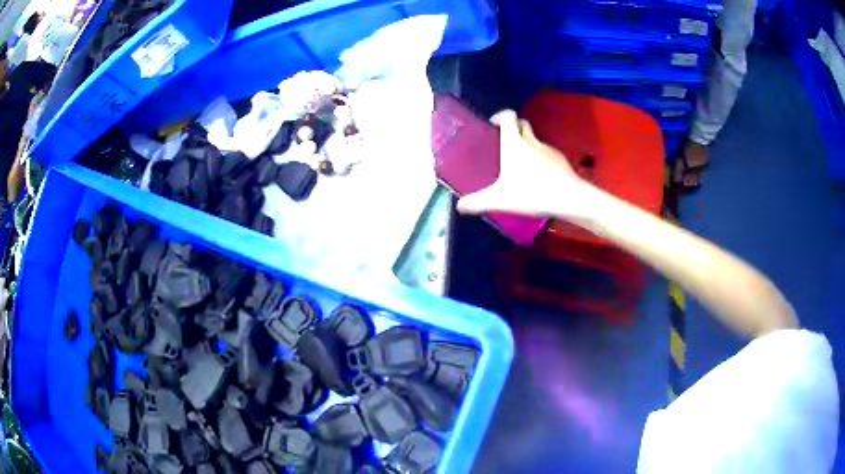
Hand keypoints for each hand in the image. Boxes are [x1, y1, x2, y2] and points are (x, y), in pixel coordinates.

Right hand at [457, 110, 593, 218]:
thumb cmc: (531, 193)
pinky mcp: (561, 160)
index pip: (509, 116)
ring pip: (536, 139)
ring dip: (528, 144)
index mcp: (514, 143)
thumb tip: (459, 206)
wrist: (568, 198)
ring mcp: (548, 149)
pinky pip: (547, 153)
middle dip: (514, 127)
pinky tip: (539, 177)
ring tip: (521, 164)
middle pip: (523, 124)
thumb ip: (477, 202)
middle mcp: (531, 141)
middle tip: (505, 142)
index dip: (501, 116)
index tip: (494, 124)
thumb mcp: (499, 200)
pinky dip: (540, 158)